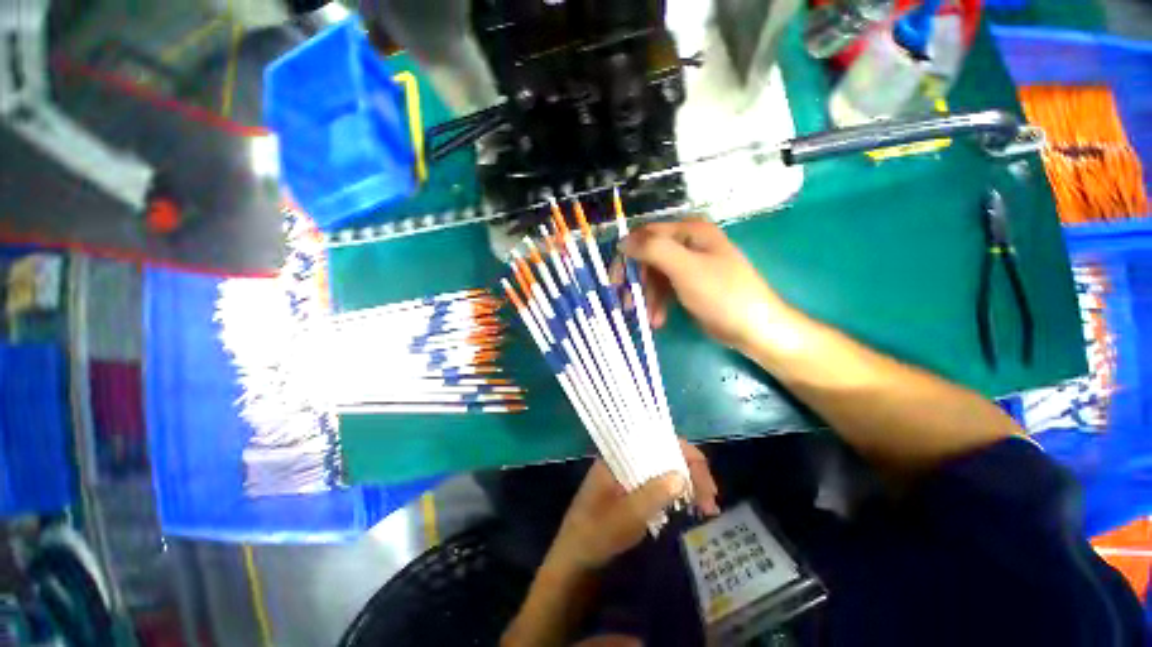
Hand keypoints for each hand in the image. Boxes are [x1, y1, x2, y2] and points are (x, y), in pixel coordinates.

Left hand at [546, 441, 719, 573]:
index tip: (703, 477)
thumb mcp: (623, 517)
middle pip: (665, 453)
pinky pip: (664, 485)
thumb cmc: (595, 535)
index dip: (683, 452)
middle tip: (711, 498)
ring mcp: (633, 475)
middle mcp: (627, 459)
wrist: (577, 562)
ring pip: (667, 469)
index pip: (654, 439)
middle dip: (691, 470)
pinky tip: (695, 507)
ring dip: (690, 482)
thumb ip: (651, 495)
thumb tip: (681, 476)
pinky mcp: (638, 491)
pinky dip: (681, 494)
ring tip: (708, 506)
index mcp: (618, 456)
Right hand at [621, 219, 792, 352]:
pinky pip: (665, 289)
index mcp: (690, 231)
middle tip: (626, 303)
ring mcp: (690, 265)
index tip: (615, 280)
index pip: (646, 234)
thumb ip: (653, 250)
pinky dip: (658, 304)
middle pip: (649, 257)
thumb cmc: (721, 294)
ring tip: (647, 318)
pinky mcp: (691, 285)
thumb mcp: (685, 269)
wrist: (754, 328)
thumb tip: (623, 242)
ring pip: (655, 276)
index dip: (627, 255)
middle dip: (637, 281)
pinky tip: (657, 320)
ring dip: (647, 297)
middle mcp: (688, 244)